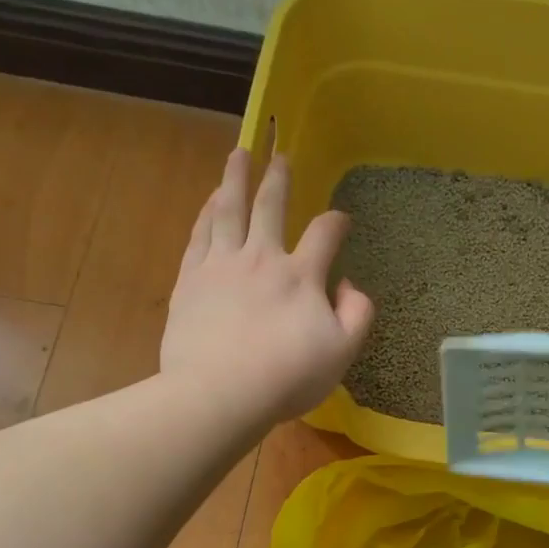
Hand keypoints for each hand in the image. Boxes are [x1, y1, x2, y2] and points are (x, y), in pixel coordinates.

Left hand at [160, 147, 373, 424]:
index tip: (341, 219)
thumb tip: (349, 284)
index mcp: (301, 275)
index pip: (324, 234)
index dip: (336, 222)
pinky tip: (210, 201)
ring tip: (239, 154)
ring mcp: (221, 265)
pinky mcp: (190, 279)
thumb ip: (357, 313)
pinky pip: (200, 234)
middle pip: (271, 206)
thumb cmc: (286, 377)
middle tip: (280, 154)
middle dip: (279, 178)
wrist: (220, 393)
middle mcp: (261, 258)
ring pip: (229, 209)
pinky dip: (207, 212)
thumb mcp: (342, 352)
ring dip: (235, 178)